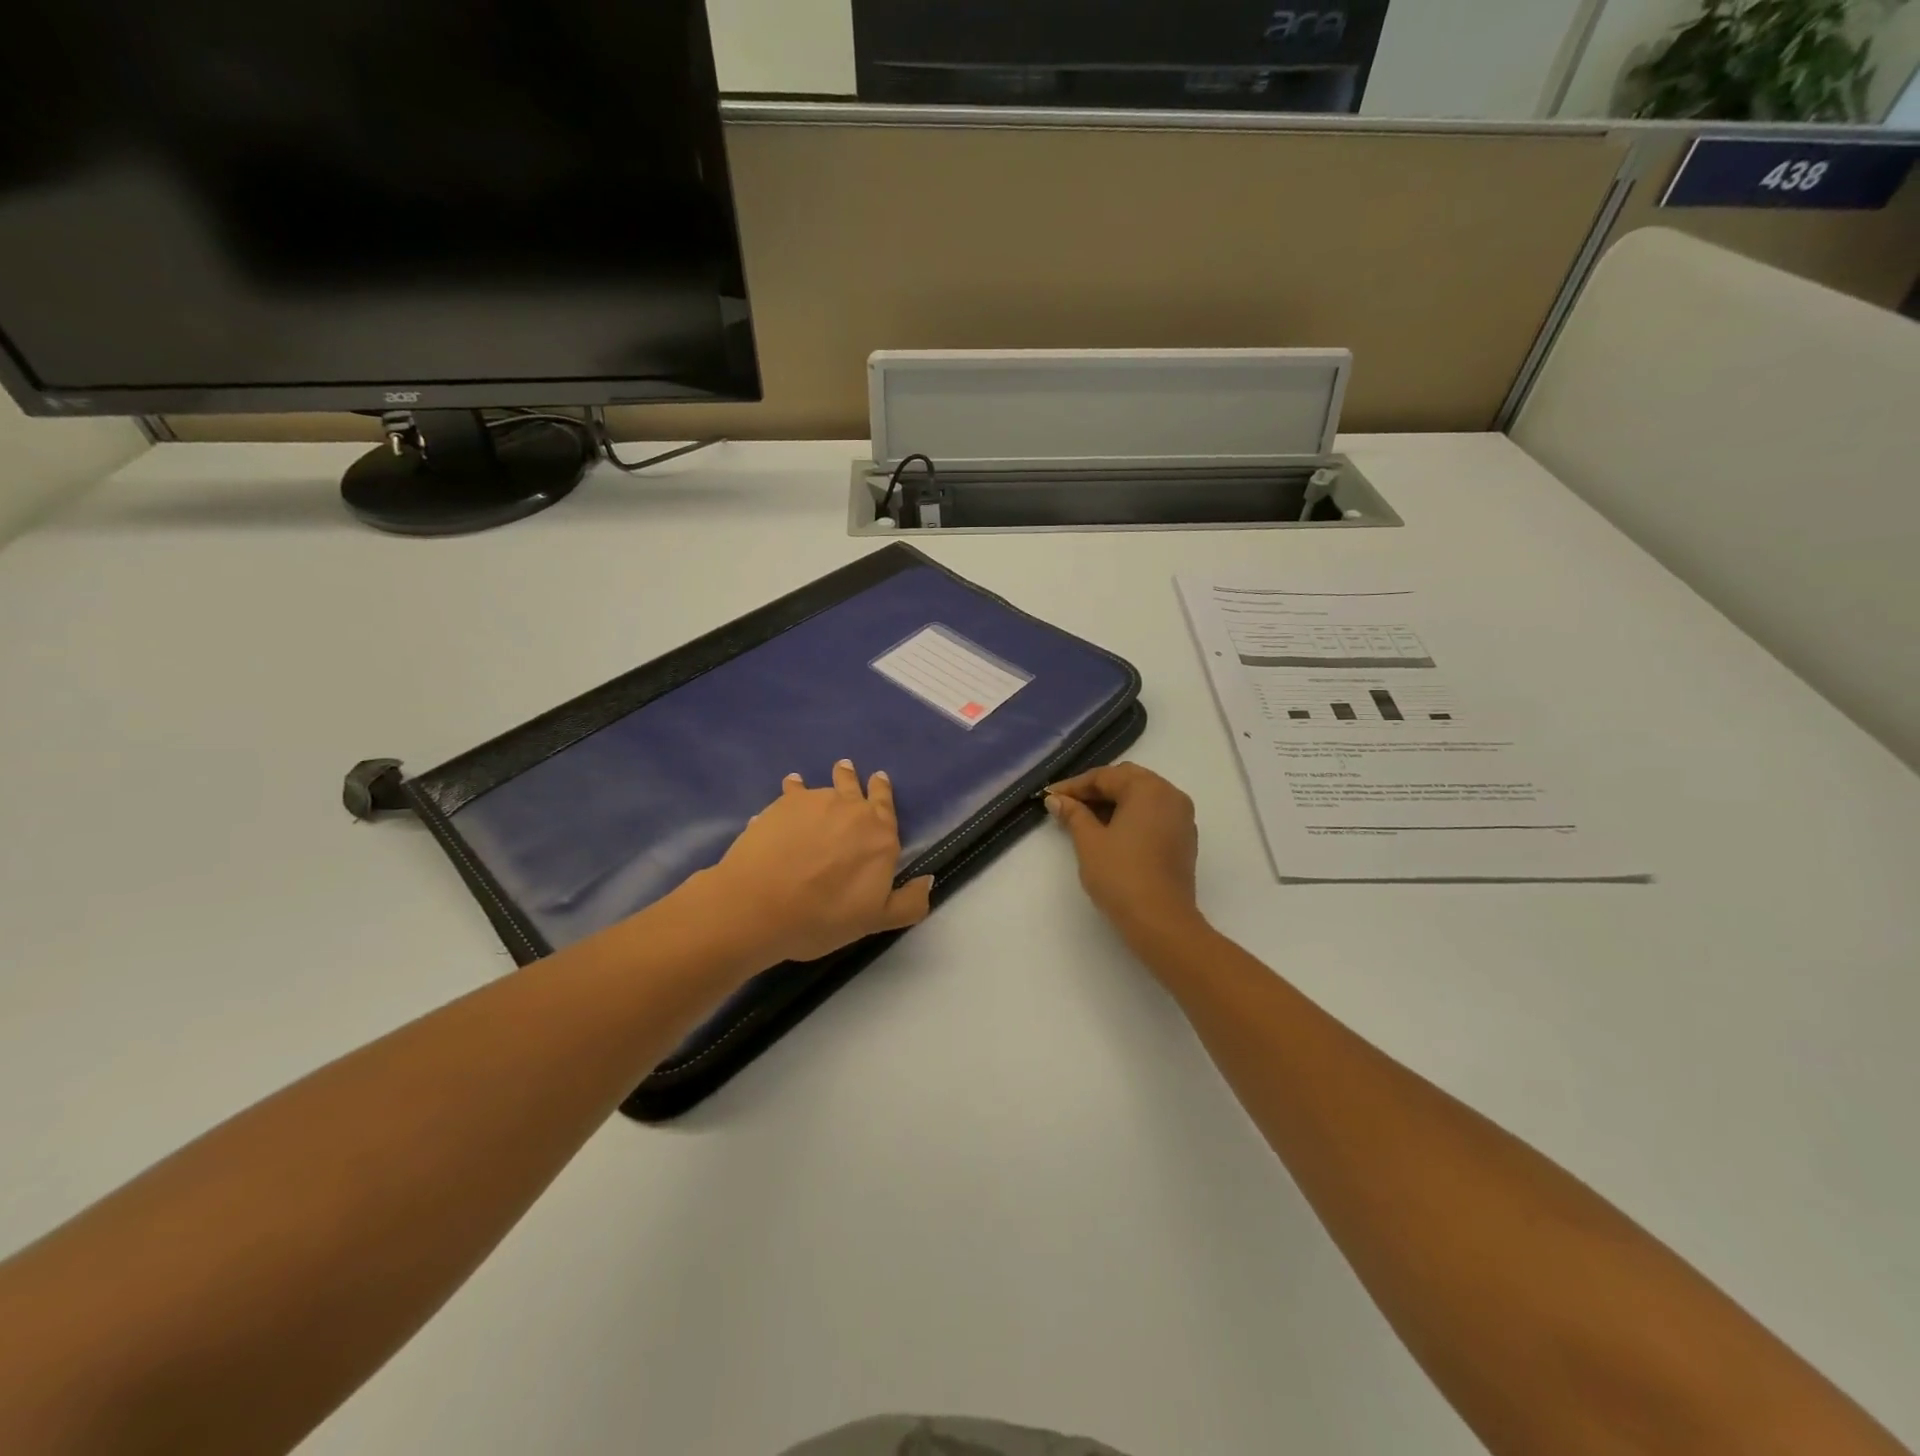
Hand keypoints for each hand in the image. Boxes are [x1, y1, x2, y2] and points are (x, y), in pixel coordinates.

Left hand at [699, 760, 933, 966]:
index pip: (886, 806)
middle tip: (847, 767)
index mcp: (881, 836)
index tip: (879, 779)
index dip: (882, 792)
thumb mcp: (874, 921)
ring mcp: (816, 802)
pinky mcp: (783, 804)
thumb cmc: (822, 917)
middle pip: (855, 786)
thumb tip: (928, 879)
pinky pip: (792, 790)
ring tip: (813, 778)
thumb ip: (908, 903)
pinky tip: (788, 787)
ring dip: (823, 781)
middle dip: (853, 778)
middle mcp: (852, 810)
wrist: (760, 905)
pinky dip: (792, 788)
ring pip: (823, 786)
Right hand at [1046, 764, 1203, 948]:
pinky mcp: (1184, 839)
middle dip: (1095, 790)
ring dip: (1113, 803)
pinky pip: (1153, 815)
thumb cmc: (1121, 875)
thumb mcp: (1089, 841)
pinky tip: (1109, 832)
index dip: (1074, 786)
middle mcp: (1170, 795)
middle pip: (1126, 781)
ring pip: (1141, 798)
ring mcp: (1182, 818)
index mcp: (1148, 789)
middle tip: (1066, 804)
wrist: (1160, 921)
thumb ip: (1073, 814)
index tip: (1048, 796)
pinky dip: (1130, 817)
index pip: (1105, 776)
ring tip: (1083, 819)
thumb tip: (1056, 799)